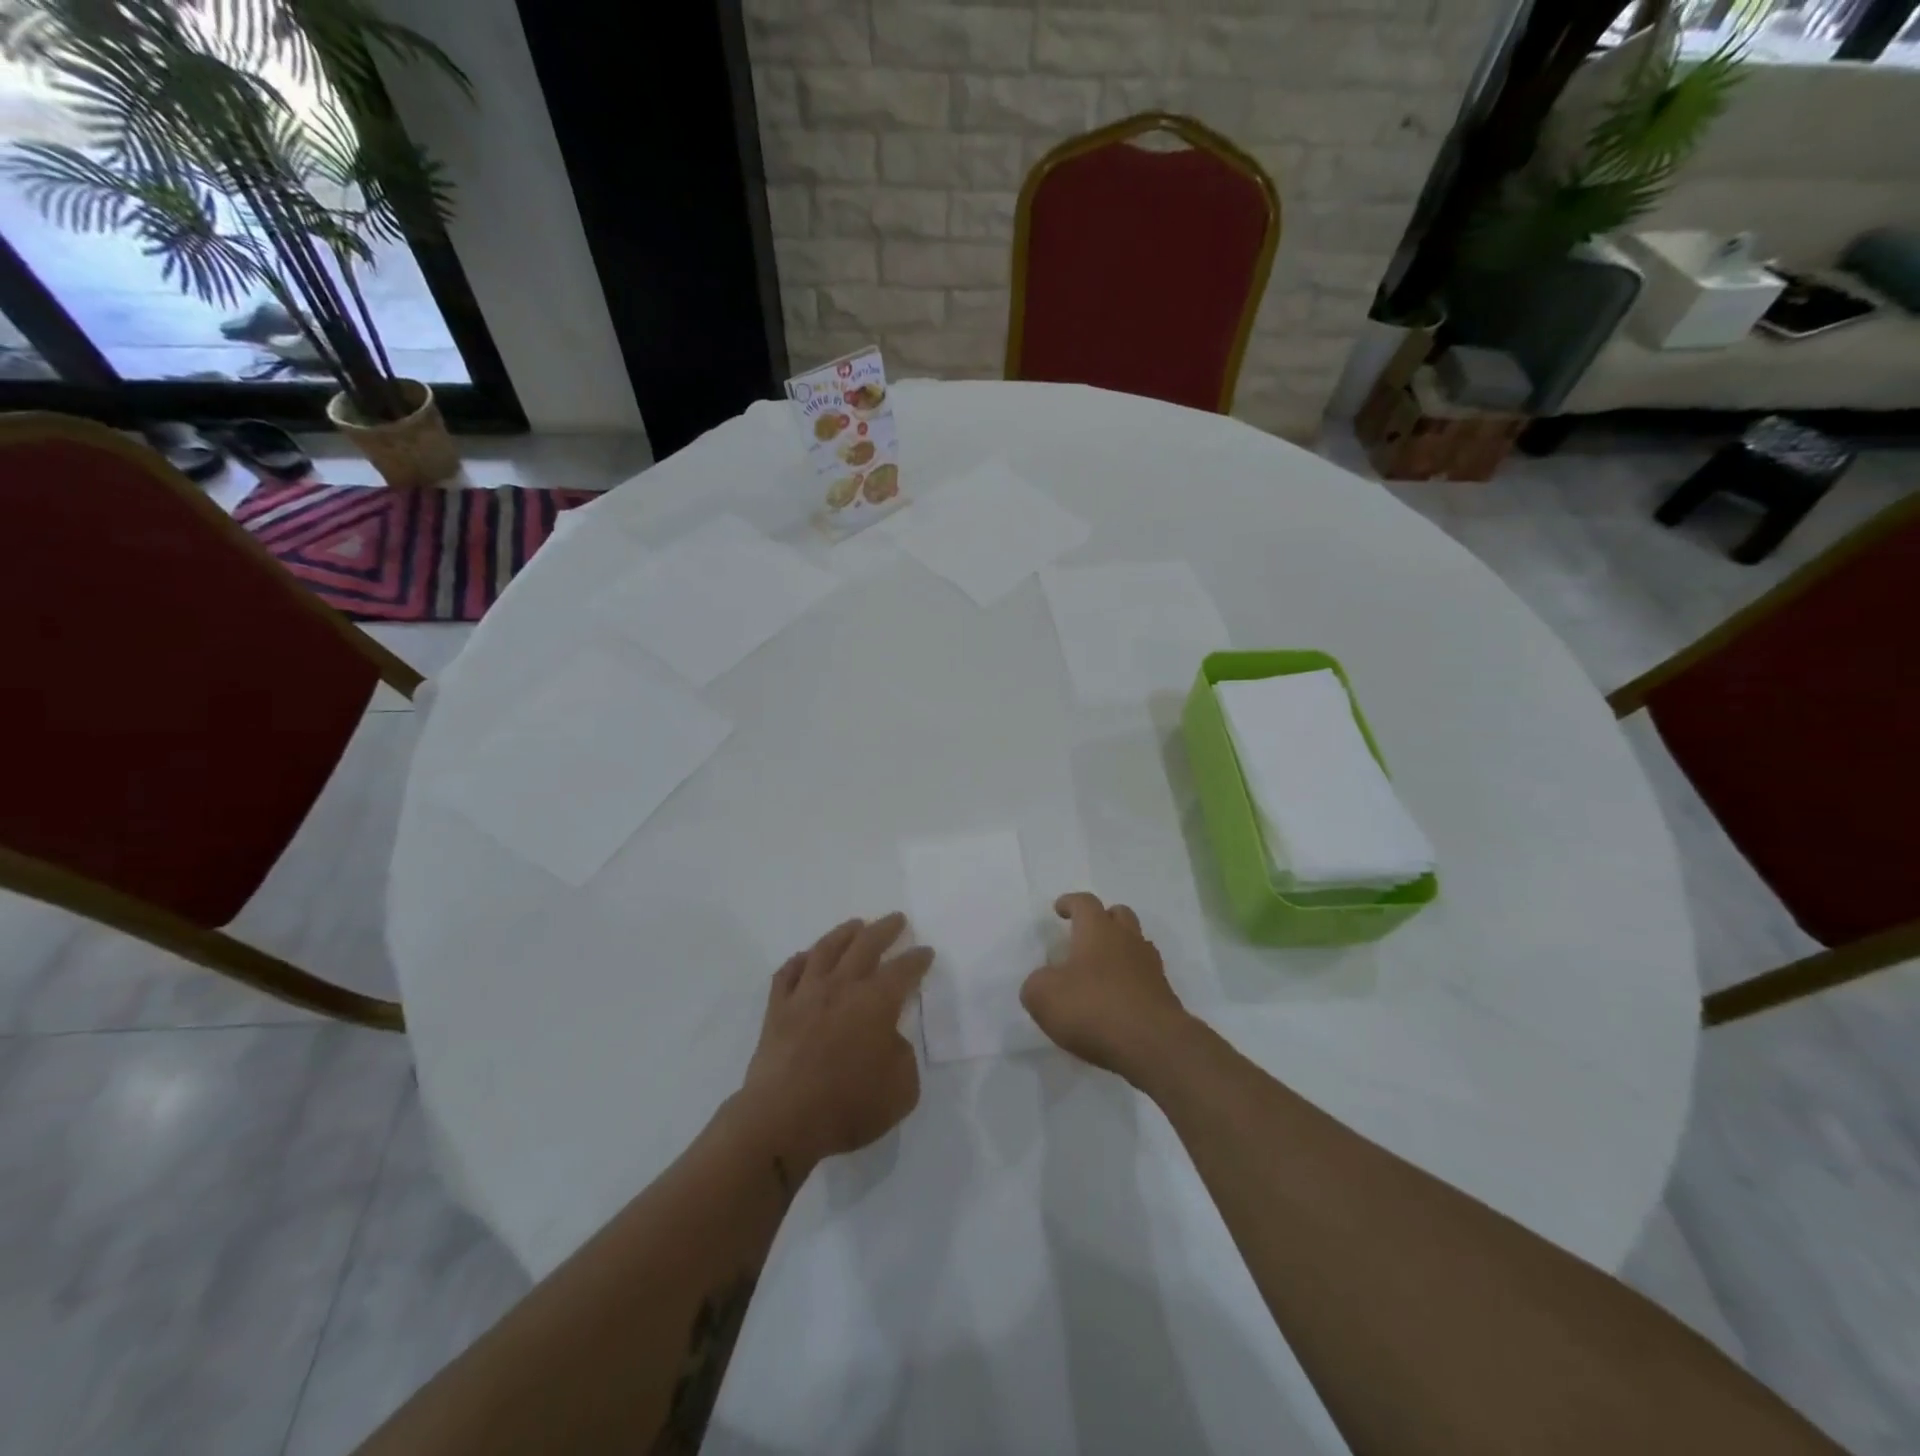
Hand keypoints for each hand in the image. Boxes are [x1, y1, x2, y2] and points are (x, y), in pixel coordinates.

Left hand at [735, 913, 931, 1180]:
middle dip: (885, 930)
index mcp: (876, 1002)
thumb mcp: (901, 1090)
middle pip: (865, 945)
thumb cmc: (848, 1105)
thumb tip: (889, 1039)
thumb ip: (903, 1056)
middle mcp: (842, 987)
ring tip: (855, 925)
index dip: (917, 958)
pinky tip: (805, 957)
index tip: (925, 951)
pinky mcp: (777, 1009)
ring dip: (844, 933)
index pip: (903, 970)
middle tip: (896, 919)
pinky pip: (787, 974)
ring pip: (826, 949)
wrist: (781, 1120)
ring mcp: (805, 994)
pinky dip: (799, 961)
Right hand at [1021, 893, 1189, 1081]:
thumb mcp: (1044, 996)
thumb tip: (1043, 982)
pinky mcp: (1164, 995)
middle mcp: (1127, 940)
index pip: (1084, 903)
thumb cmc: (1093, 1009)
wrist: (1153, 1045)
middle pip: (1119, 915)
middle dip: (1103, 918)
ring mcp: (1150, 967)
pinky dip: (1130, 980)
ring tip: (1101, 968)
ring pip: (1136, 944)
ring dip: (1120, 949)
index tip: (1060, 909)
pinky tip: (1117, 998)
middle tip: (1086, 933)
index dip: (1070, 903)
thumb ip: (1036, 983)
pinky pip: (1144, 976)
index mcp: (1098, 930)